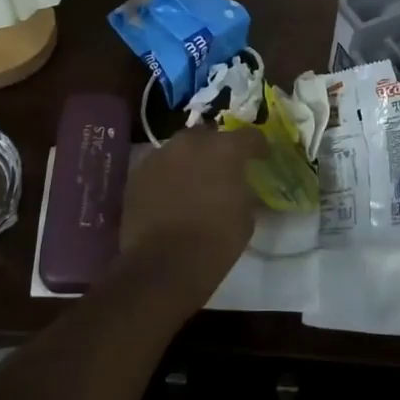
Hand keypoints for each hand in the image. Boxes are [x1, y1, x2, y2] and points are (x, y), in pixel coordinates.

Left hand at [119, 124, 266, 311]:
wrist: (163, 266)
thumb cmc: (215, 242)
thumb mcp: (245, 218)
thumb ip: (244, 192)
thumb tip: (240, 187)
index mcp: (224, 150)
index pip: (249, 136)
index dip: (257, 146)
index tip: (261, 158)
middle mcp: (191, 144)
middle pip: (209, 134)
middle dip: (217, 147)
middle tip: (223, 168)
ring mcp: (160, 156)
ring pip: (180, 148)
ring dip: (190, 159)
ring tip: (194, 181)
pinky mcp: (137, 174)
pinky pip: (159, 166)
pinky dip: (168, 175)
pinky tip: (171, 194)